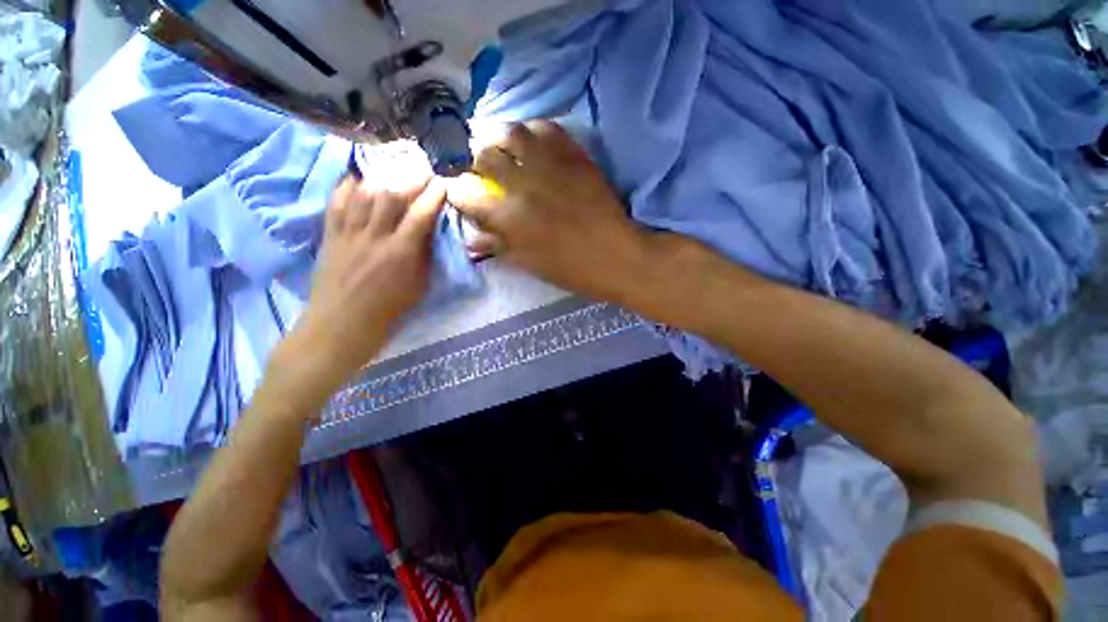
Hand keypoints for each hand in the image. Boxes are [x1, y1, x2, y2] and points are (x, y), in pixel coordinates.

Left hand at [277, 164, 444, 394]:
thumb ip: (423, 258)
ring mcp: (348, 235)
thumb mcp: (417, 288)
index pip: (420, 215)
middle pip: (390, 196)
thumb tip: (428, 234)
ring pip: (362, 195)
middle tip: (422, 173)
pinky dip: (345, 188)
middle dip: (410, 180)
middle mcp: (374, 238)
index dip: (433, 197)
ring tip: (393, 174)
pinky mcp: (329, 237)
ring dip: (381, 179)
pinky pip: (335, 205)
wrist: (341, 325)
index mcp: (400, 254)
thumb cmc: (387, 312)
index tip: (442, 185)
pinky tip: (355, 180)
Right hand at [445, 120, 649, 301]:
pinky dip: (531, 130)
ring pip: (511, 131)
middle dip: (470, 159)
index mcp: (508, 217)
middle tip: (475, 166)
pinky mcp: (574, 155)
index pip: (464, 192)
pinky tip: (531, 142)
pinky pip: (546, 127)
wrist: (616, 257)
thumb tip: (471, 237)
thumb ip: (496, 246)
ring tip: (499, 147)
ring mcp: (550, 165)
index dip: (456, 190)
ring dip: (497, 137)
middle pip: (481, 154)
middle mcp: (522, 183)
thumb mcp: (528, 264)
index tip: (460, 192)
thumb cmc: (570, 269)